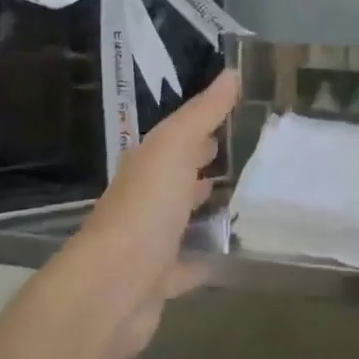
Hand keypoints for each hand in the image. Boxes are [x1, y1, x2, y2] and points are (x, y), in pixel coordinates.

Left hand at [56, 69, 239, 358]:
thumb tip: (232, 71)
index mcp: (147, 163)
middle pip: (177, 175)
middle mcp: (145, 198)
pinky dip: (206, 258)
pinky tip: (232, 254)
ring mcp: (149, 241)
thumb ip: (203, 113)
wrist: (112, 287)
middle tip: (245, 154)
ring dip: (203, 208)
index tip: (236, 114)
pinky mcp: (159, 280)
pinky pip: (188, 264)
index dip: (203, 124)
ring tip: (246, 198)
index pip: (177, 136)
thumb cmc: (145, 207)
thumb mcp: (175, 147)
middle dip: (203, 163)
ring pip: (181, 218)